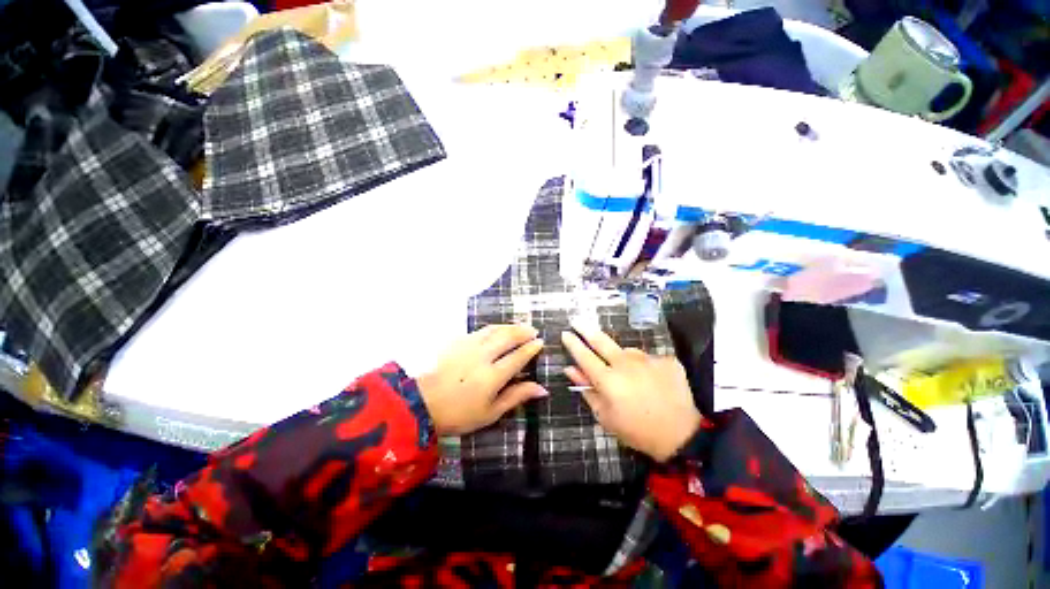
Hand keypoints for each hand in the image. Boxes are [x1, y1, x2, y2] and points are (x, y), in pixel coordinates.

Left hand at [418, 324, 546, 435]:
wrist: (420, 404)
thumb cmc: (458, 414)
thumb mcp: (490, 413)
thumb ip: (516, 397)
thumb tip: (542, 389)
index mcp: (493, 376)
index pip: (518, 356)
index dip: (531, 348)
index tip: (540, 342)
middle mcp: (482, 356)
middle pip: (508, 337)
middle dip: (523, 331)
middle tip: (533, 330)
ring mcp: (468, 346)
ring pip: (494, 329)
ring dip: (509, 326)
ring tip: (519, 326)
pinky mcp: (457, 342)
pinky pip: (479, 330)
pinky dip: (493, 327)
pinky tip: (496, 329)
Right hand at [561, 326, 701, 461]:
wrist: (681, 435)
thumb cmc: (636, 430)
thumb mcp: (605, 416)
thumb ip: (587, 389)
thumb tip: (570, 369)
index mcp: (608, 379)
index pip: (584, 355)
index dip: (573, 344)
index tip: (565, 333)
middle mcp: (626, 363)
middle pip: (601, 341)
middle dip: (586, 330)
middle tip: (577, 321)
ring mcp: (648, 359)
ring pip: (627, 352)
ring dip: (622, 358)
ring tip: (630, 377)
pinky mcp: (666, 360)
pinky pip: (648, 359)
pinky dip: (645, 367)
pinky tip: (651, 382)